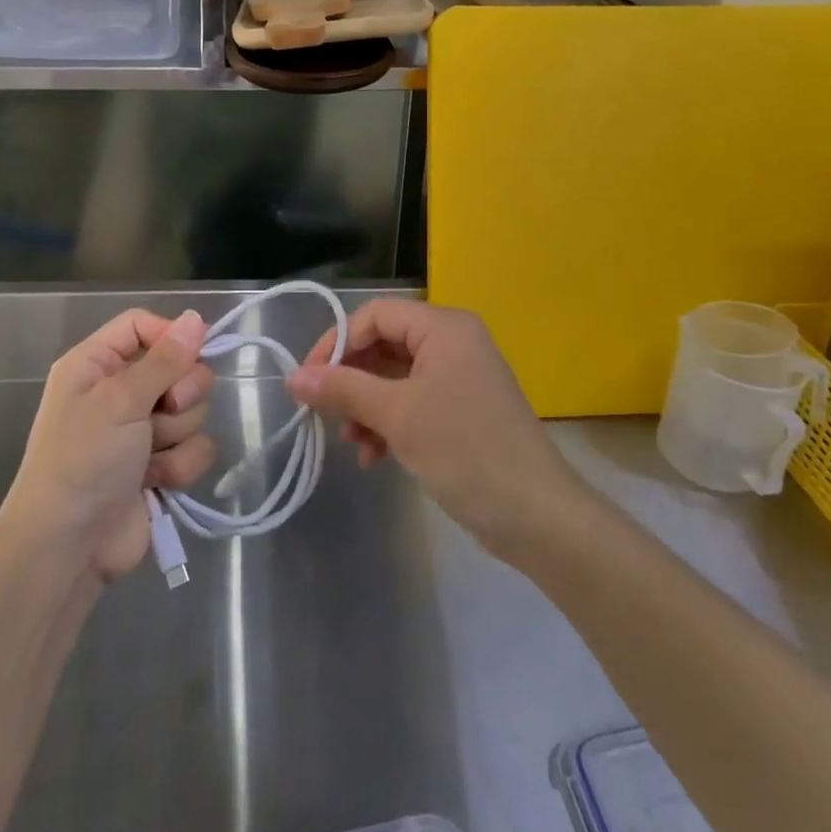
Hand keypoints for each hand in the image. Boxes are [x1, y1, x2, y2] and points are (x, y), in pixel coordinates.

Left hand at [2, 309, 216, 585]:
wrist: (68, 548)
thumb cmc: (82, 460)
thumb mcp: (120, 401)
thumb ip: (165, 359)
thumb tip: (197, 317)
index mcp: (96, 364)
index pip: (143, 325)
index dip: (171, 336)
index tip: (195, 352)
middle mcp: (120, 391)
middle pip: (178, 366)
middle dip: (180, 393)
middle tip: (161, 411)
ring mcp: (142, 429)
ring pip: (192, 409)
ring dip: (177, 435)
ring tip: (148, 457)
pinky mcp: (160, 464)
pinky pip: (195, 446)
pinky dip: (179, 466)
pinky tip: (155, 483)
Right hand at [288, 299, 585, 558]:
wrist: (537, 516)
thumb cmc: (465, 450)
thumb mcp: (397, 416)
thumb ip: (343, 389)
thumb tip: (293, 377)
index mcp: (444, 327)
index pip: (375, 315)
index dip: (337, 343)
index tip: (309, 380)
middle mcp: (452, 342)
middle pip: (383, 345)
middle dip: (351, 381)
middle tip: (327, 414)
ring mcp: (459, 377)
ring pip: (394, 378)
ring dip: (366, 407)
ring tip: (353, 444)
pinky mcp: (461, 410)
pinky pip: (412, 402)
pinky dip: (388, 423)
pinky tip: (374, 457)